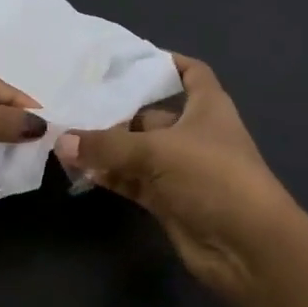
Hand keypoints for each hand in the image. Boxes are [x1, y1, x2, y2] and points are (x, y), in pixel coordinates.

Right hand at [55, 55, 297, 301]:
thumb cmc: (212, 177)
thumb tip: (61, 140)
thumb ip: (107, 145)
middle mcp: (193, 134)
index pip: (191, 73)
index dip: (167, 63)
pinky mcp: (167, 200)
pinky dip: (110, 175)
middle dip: (117, 110)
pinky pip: (132, 180)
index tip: (130, 59)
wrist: (246, 246)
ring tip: (65, 136)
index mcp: (207, 107)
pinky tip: (79, 169)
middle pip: (151, 114)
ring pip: (137, 150)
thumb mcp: (158, 151)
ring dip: (107, 147)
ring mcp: (180, 169)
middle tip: (73, 103)